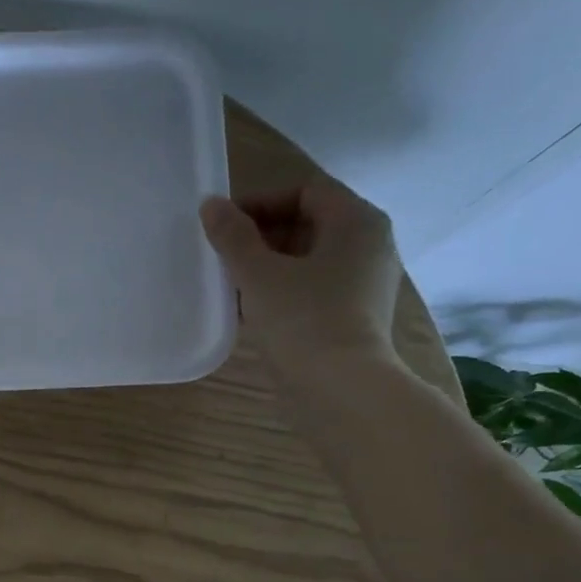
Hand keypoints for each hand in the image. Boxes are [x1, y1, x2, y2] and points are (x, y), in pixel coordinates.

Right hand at [199, 177, 406, 413]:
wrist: (340, 390)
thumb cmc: (302, 320)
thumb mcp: (258, 274)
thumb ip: (232, 236)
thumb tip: (210, 205)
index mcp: (357, 222)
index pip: (304, 192)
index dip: (259, 202)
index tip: (222, 225)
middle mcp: (369, 246)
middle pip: (308, 224)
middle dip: (261, 236)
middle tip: (222, 256)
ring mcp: (365, 284)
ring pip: (308, 260)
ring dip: (268, 266)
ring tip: (229, 285)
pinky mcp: (354, 317)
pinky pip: (313, 290)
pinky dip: (283, 292)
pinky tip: (251, 312)